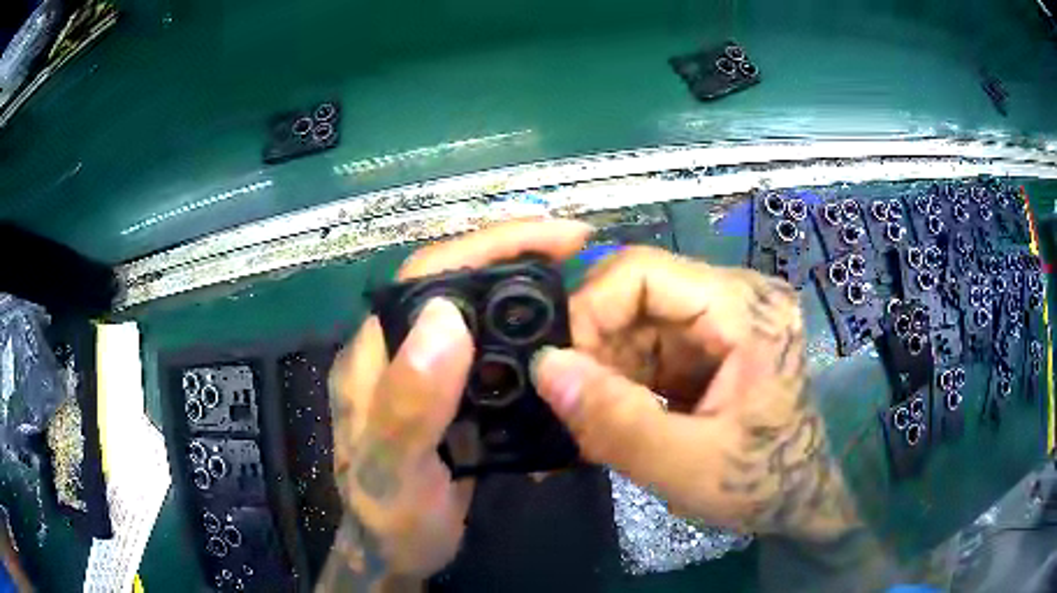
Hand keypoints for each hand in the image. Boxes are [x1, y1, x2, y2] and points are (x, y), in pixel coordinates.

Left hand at [322, 220, 591, 589]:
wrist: (398, 552)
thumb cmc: (390, 517)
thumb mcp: (395, 469)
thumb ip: (409, 402)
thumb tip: (445, 317)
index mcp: (376, 354)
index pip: (427, 275)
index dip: (487, 245)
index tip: (554, 237)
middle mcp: (400, 351)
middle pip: (456, 283)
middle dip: (515, 255)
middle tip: (577, 250)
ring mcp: (429, 373)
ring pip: (478, 314)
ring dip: (525, 291)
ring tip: (577, 283)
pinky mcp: (454, 396)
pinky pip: (493, 353)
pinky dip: (527, 336)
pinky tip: (558, 337)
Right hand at [531, 246, 860, 542]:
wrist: (796, 500)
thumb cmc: (758, 484)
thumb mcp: (683, 465)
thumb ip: (613, 419)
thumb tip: (545, 365)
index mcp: (746, 311)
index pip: (644, 271)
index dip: (590, 309)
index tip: (561, 368)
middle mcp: (737, 297)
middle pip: (638, 292)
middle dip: (598, 347)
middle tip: (578, 405)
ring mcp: (725, 317)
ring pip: (637, 318)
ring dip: (609, 367)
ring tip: (601, 421)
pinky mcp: (713, 341)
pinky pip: (650, 342)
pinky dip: (626, 377)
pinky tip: (623, 416)